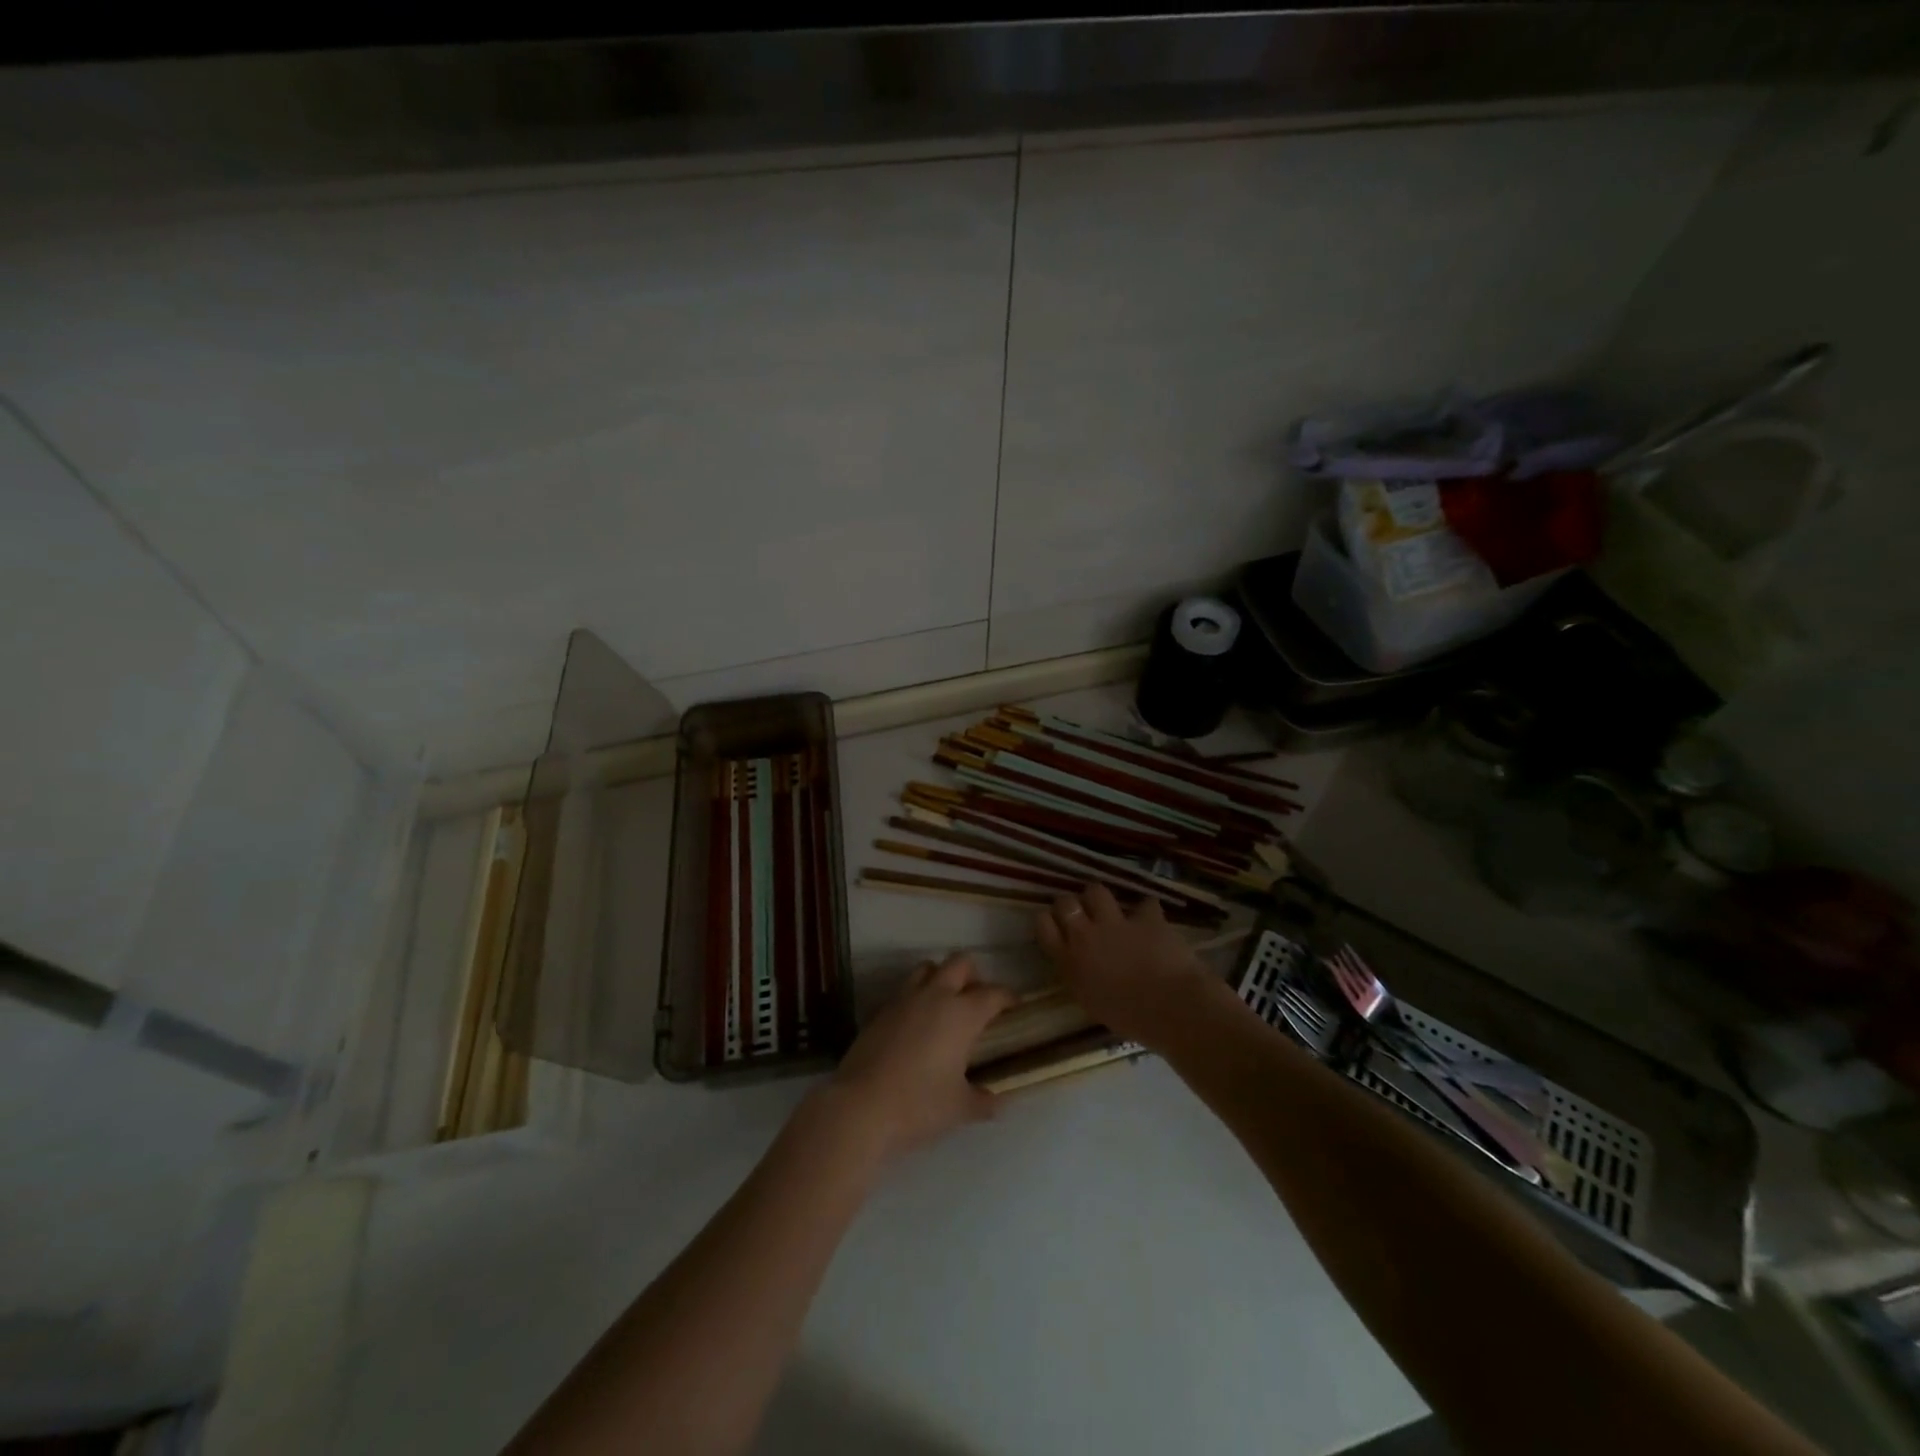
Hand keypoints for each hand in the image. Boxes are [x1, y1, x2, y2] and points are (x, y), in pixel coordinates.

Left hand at [812, 953, 1014, 1164]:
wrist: (861, 1107)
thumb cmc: (919, 1105)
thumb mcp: (960, 1109)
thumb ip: (983, 1101)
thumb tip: (998, 1102)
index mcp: (962, 1014)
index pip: (993, 993)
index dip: (1008, 996)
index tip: (1015, 1005)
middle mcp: (935, 996)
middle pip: (959, 963)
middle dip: (973, 975)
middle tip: (978, 998)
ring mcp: (904, 999)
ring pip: (928, 968)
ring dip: (941, 978)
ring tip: (946, 1003)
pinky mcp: (880, 1010)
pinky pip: (904, 990)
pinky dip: (916, 997)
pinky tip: (916, 1023)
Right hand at [1036, 883, 1213, 1045]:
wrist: (1171, 1008)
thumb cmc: (1129, 1018)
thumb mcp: (1091, 1002)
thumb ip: (1080, 976)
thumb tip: (1080, 964)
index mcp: (1070, 961)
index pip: (1044, 926)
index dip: (1048, 920)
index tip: (1056, 924)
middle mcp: (1086, 936)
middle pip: (1065, 903)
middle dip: (1070, 903)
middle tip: (1080, 913)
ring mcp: (1117, 923)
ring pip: (1096, 891)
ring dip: (1100, 898)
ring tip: (1108, 907)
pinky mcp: (1146, 918)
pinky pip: (1145, 904)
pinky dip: (1147, 911)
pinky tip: (1150, 919)